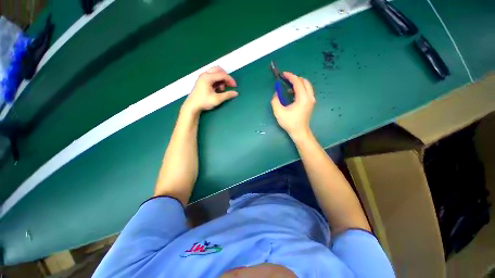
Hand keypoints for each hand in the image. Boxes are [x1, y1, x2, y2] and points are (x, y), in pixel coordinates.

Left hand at [182, 66, 237, 114]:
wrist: (192, 106)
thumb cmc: (204, 102)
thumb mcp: (217, 99)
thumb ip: (227, 95)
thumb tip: (236, 93)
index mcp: (208, 77)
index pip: (222, 75)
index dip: (230, 80)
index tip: (235, 86)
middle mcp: (205, 75)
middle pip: (218, 70)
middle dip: (225, 77)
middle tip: (229, 85)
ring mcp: (203, 78)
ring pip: (215, 73)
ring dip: (221, 80)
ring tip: (222, 89)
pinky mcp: (203, 81)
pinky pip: (212, 78)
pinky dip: (217, 82)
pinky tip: (218, 89)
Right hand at [271, 72, 314, 139]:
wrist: (299, 132)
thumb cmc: (290, 123)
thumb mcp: (279, 112)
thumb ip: (275, 100)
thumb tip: (276, 94)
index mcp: (303, 98)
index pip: (298, 82)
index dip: (290, 76)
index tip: (283, 74)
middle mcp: (309, 97)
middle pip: (304, 81)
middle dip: (295, 79)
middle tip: (285, 80)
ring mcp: (311, 100)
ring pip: (306, 86)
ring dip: (297, 84)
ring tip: (287, 88)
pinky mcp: (310, 104)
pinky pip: (306, 91)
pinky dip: (299, 89)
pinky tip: (292, 94)